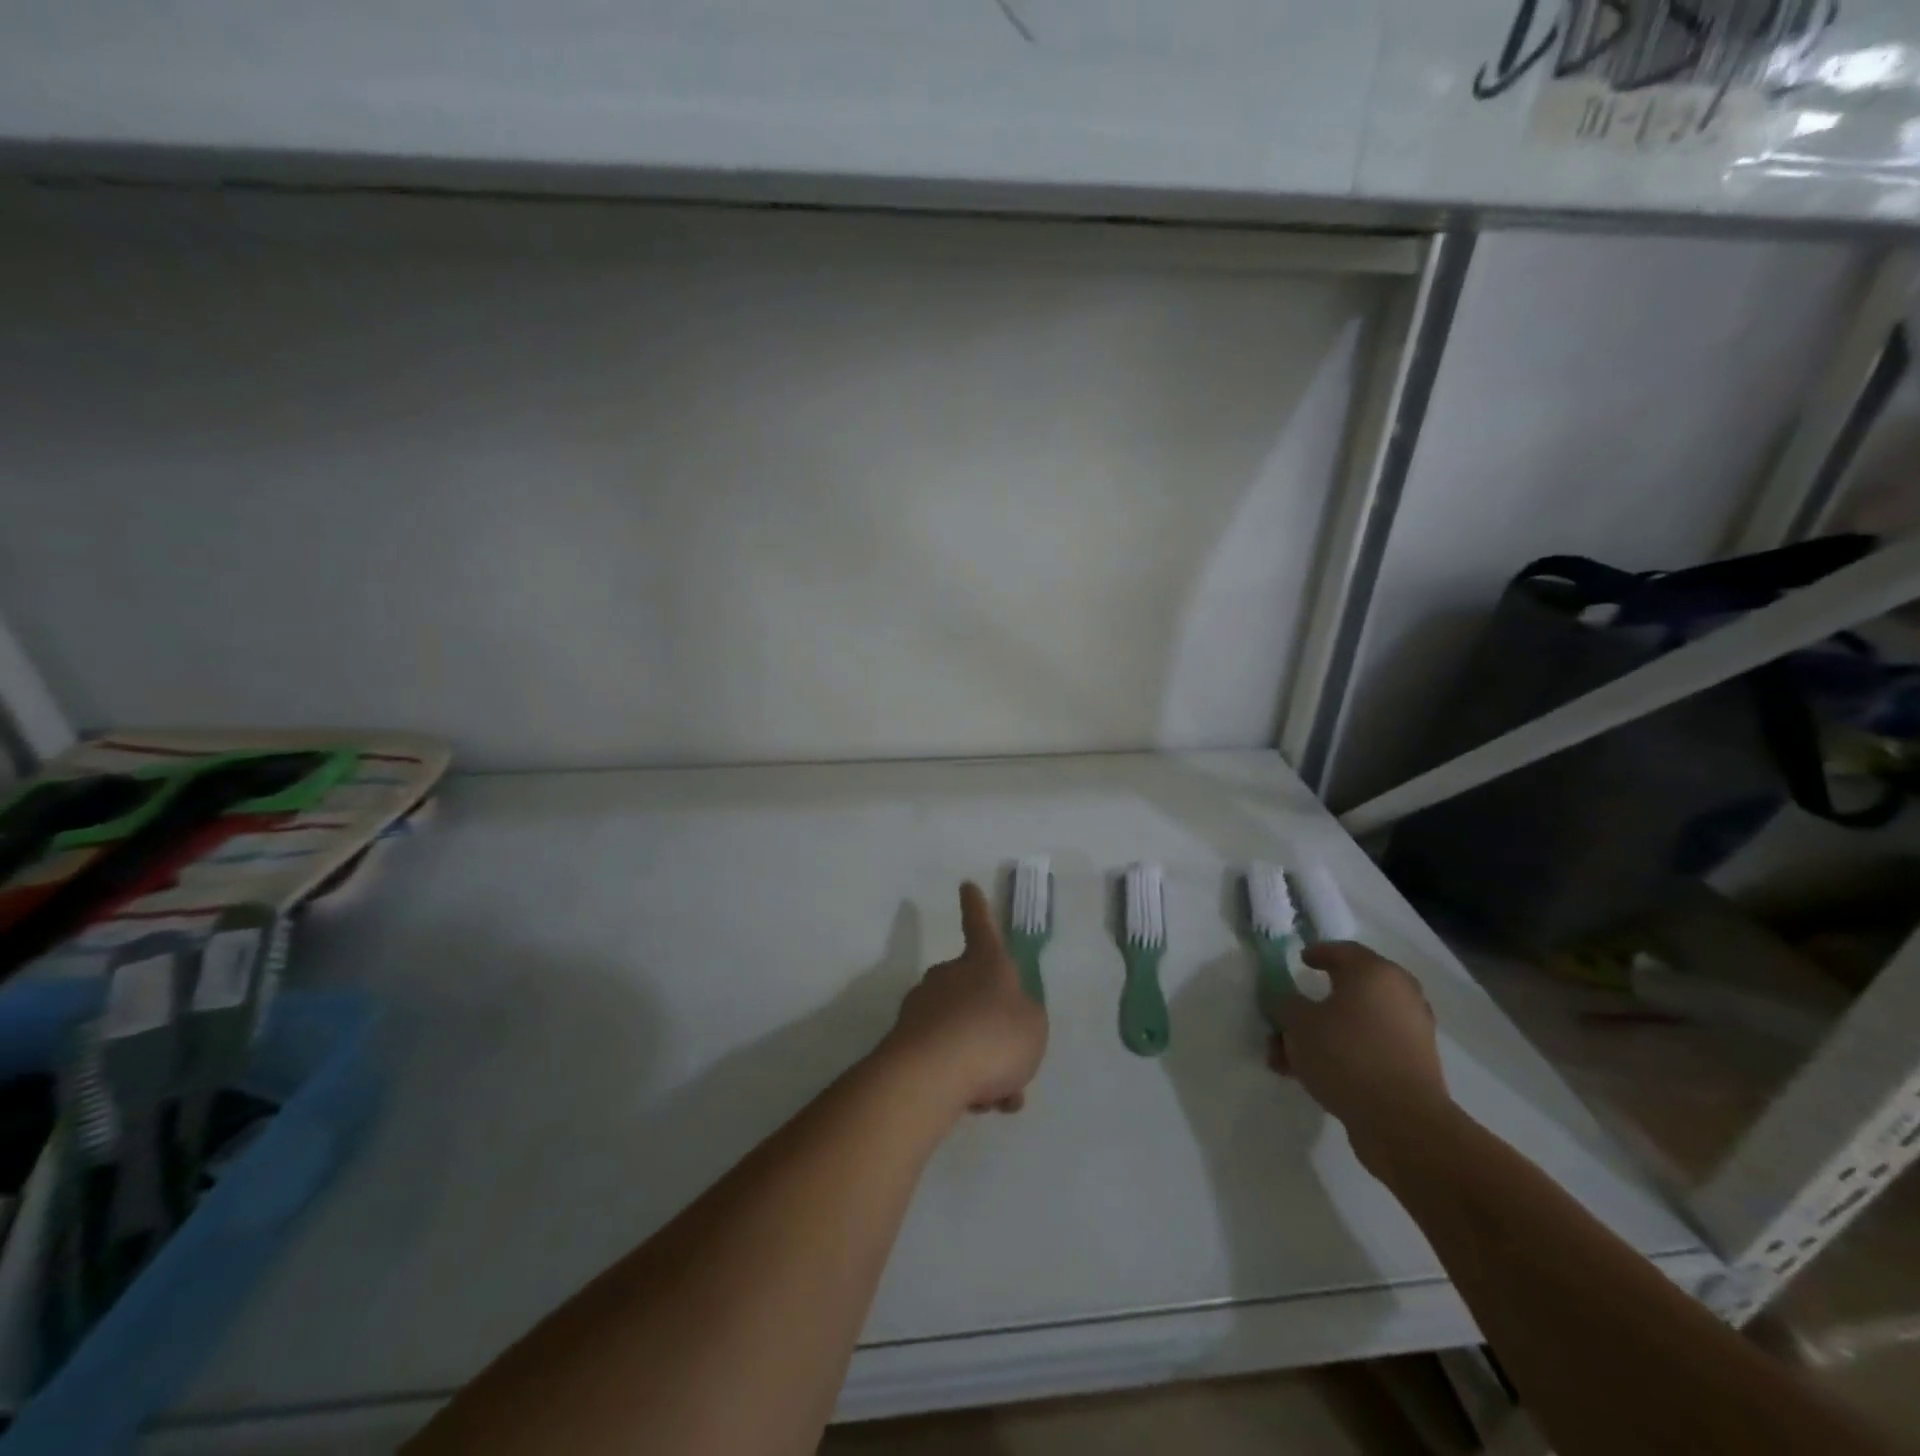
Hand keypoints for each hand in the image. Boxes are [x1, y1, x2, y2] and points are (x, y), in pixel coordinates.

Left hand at [882, 882, 1048, 1115]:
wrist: (930, 1075)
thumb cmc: (993, 1036)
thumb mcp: (1034, 1025)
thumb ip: (1025, 1018)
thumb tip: (1005, 1021)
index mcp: (984, 963)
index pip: (981, 925)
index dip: (977, 907)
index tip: (966, 886)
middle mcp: (949, 976)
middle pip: (974, 994)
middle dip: (993, 1028)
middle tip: (1013, 1065)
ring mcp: (923, 1007)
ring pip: (962, 1032)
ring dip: (981, 1061)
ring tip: (997, 1097)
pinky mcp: (905, 1041)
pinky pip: (944, 1057)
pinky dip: (961, 1078)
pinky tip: (974, 1104)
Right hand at [1267, 942, 1449, 1161]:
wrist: (1403, 1123)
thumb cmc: (1346, 1055)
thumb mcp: (1298, 1023)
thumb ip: (1284, 1004)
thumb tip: (1284, 1000)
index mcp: (1374, 973)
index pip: (1342, 951)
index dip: (1316, 953)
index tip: (1299, 961)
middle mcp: (1399, 995)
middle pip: (1347, 991)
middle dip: (1311, 1006)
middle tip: (1287, 1016)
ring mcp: (1410, 1032)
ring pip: (1354, 1024)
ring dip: (1320, 1036)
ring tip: (1286, 1059)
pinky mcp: (1413, 1066)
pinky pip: (1368, 1048)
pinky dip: (1342, 1054)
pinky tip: (1312, 1075)